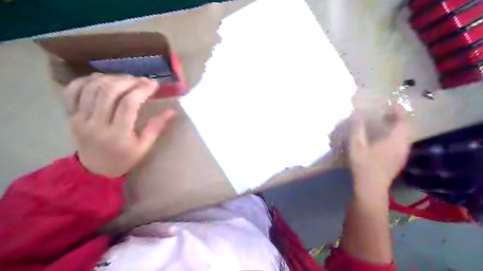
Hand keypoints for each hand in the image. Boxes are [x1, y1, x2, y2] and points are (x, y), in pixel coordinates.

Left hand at [62, 73, 174, 176]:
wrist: (95, 169)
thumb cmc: (124, 159)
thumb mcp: (144, 146)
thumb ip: (157, 126)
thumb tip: (172, 111)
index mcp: (118, 135)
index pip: (128, 104)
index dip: (142, 90)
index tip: (153, 84)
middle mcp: (96, 124)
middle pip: (109, 92)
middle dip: (128, 81)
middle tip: (141, 80)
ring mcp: (79, 119)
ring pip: (92, 88)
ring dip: (111, 78)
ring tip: (125, 79)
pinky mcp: (69, 116)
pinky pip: (72, 91)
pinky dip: (86, 80)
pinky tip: (101, 79)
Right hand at [349, 104, 408, 196]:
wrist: (371, 187)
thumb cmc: (363, 165)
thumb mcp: (356, 146)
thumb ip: (357, 129)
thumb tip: (356, 114)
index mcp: (395, 140)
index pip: (402, 121)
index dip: (398, 111)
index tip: (391, 103)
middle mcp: (403, 146)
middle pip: (405, 128)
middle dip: (396, 118)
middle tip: (385, 113)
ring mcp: (402, 155)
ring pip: (403, 136)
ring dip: (396, 128)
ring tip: (384, 124)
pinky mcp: (399, 161)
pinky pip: (400, 143)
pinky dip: (395, 136)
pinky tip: (383, 139)